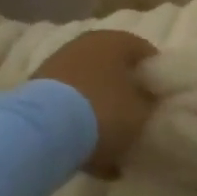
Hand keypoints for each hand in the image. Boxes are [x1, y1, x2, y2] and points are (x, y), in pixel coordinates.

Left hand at [33, 30, 157, 176]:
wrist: (41, 131)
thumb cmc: (103, 112)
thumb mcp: (141, 114)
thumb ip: (150, 105)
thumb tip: (149, 103)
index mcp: (115, 41)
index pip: (146, 53)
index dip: (156, 78)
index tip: (160, 102)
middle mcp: (85, 44)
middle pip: (114, 69)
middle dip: (125, 94)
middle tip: (137, 120)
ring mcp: (57, 66)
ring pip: (89, 89)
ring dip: (100, 112)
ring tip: (112, 144)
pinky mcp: (36, 91)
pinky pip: (67, 107)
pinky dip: (78, 125)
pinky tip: (88, 154)